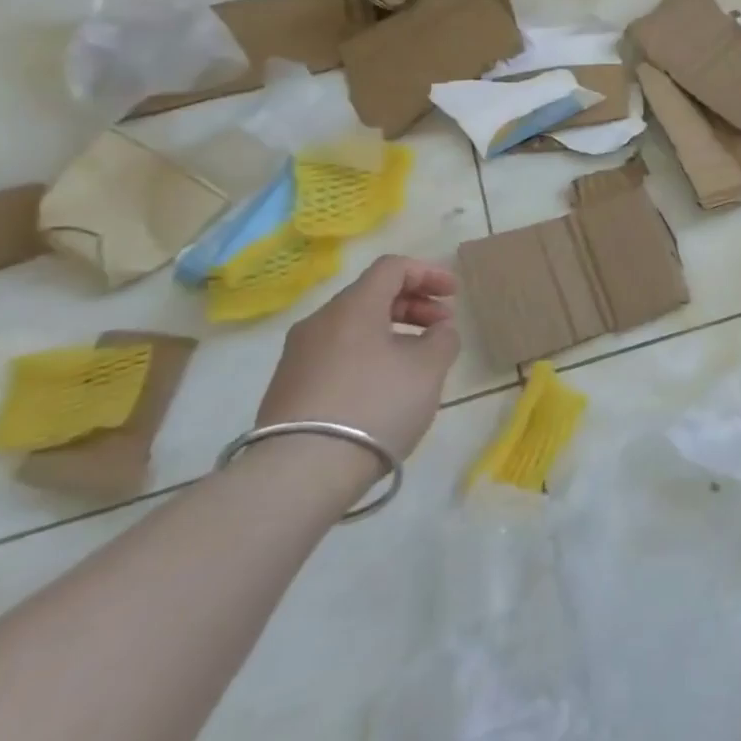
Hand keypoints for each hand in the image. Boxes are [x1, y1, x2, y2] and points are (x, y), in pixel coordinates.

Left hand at [255, 255, 459, 474]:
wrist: (298, 474)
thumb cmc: (374, 406)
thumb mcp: (428, 370)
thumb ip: (442, 339)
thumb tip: (438, 330)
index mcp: (353, 306)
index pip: (392, 267)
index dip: (428, 273)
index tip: (453, 294)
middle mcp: (320, 321)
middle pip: (371, 295)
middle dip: (413, 305)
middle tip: (442, 328)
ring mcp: (297, 356)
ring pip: (353, 328)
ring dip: (391, 333)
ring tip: (416, 361)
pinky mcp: (287, 389)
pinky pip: (336, 355)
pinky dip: (367, 356)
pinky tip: (383, 388)